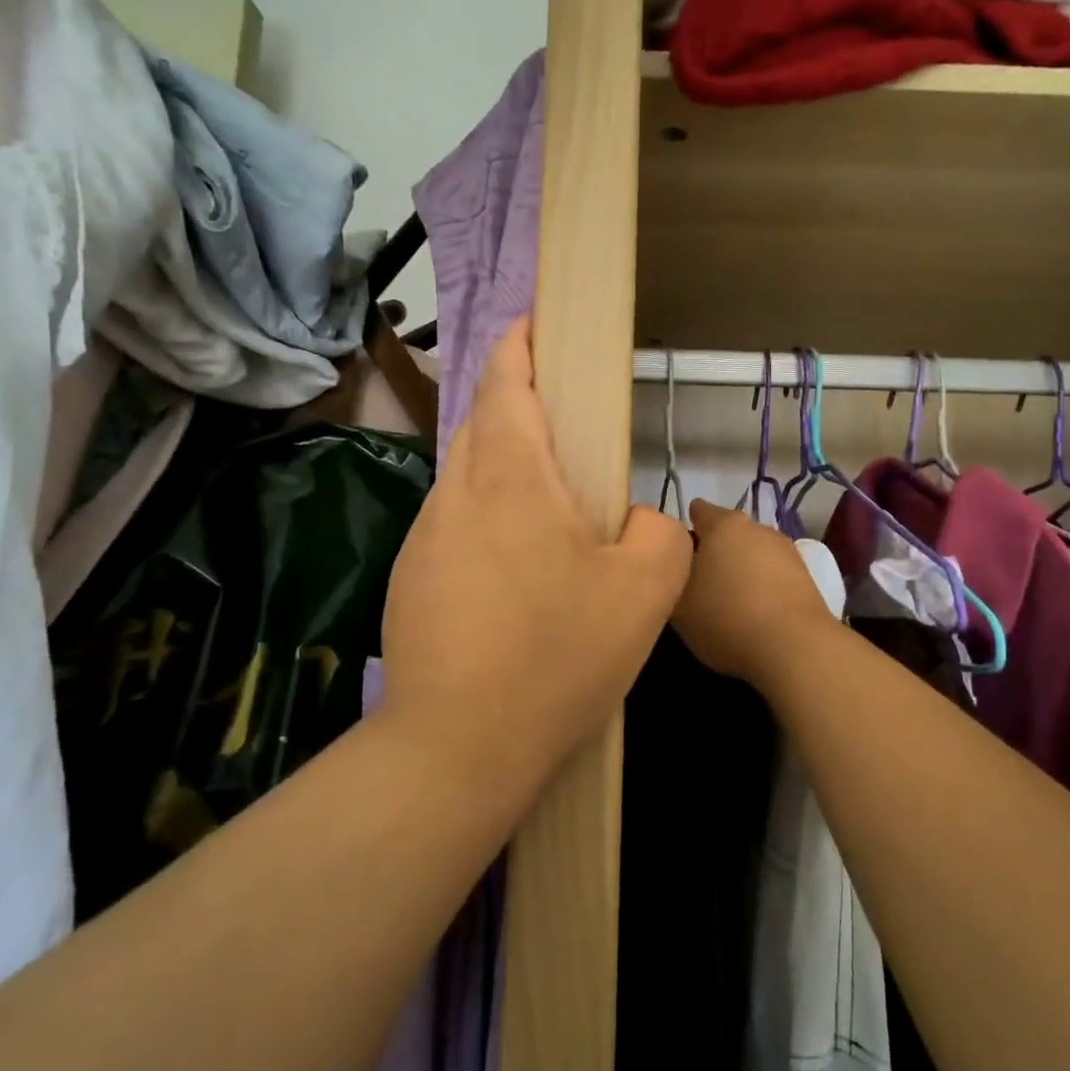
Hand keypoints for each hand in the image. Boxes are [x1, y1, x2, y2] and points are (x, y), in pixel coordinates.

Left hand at [379, 319, 691, 792]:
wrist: (457, 747)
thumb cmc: (556, 656)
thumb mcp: (645, 590)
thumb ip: (657, 531)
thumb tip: (635, 518)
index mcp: (510, 476)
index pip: (505, 381)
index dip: (520, 342)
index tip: (535, 322)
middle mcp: (456, 491)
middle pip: (482, 421)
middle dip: (515, 400)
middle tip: (564, 419)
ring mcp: (425, 536)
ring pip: (467, 474)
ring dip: (504, 466)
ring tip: (550, 504)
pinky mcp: (412, 577)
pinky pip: (456, 522)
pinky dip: (487, 516)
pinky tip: (517, 569)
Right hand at [672, 499, 840, 689]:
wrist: (795, 648)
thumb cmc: (726, 617)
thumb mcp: (678, 605)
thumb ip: (672, 579)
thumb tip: (677, 570)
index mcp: (723, 524)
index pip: (698, 511)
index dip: (683, 531)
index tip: (675, 556)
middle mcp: (757, 527)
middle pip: (727, 534)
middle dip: (713, 552)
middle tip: (698, 584)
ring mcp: (786, 550)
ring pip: (753, 554)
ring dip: (740, 570)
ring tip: (728, 602)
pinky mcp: (806, 576)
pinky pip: (773, 575)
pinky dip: (762, 587)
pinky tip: (754, 613)